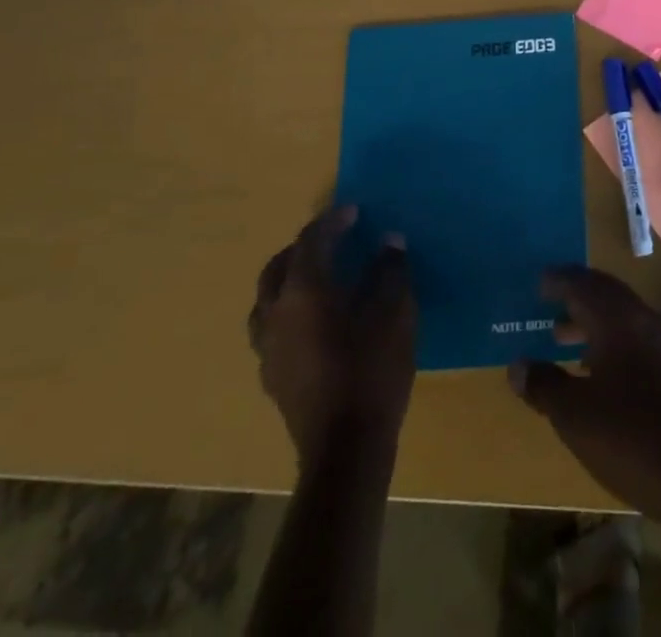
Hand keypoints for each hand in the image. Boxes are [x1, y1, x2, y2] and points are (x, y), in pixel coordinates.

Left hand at [247, 206, 415, 465]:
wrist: (346, 449)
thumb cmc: (372, 370)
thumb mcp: (394, 312)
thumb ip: (390, 271)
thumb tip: (389, 242)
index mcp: (303, 291)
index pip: (310, 242)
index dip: (332, 222)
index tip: (354, 212)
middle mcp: (276, 315)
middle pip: (277, 268)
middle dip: (302, 248)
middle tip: (331, 241)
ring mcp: (268, 350)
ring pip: (266, 302)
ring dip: (287, 281)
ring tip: (316, 280)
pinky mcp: (272, 379)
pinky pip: (271, 331)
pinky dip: (288, 314)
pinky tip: (313, 324)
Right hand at [508, 266, 660, 524]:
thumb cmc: (633, 438)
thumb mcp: (575, 416)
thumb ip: (544, 385)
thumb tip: (518, 365)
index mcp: (618, 319)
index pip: (583, 284)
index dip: (559, 280)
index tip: (538, 281)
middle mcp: (643, 320)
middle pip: (605, 293)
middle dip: (576, 294)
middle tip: (548, 301)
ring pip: (621, 317)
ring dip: (591, 320)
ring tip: (561, 338)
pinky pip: (634, 338)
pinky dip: (609, 341)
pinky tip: (597, 373)